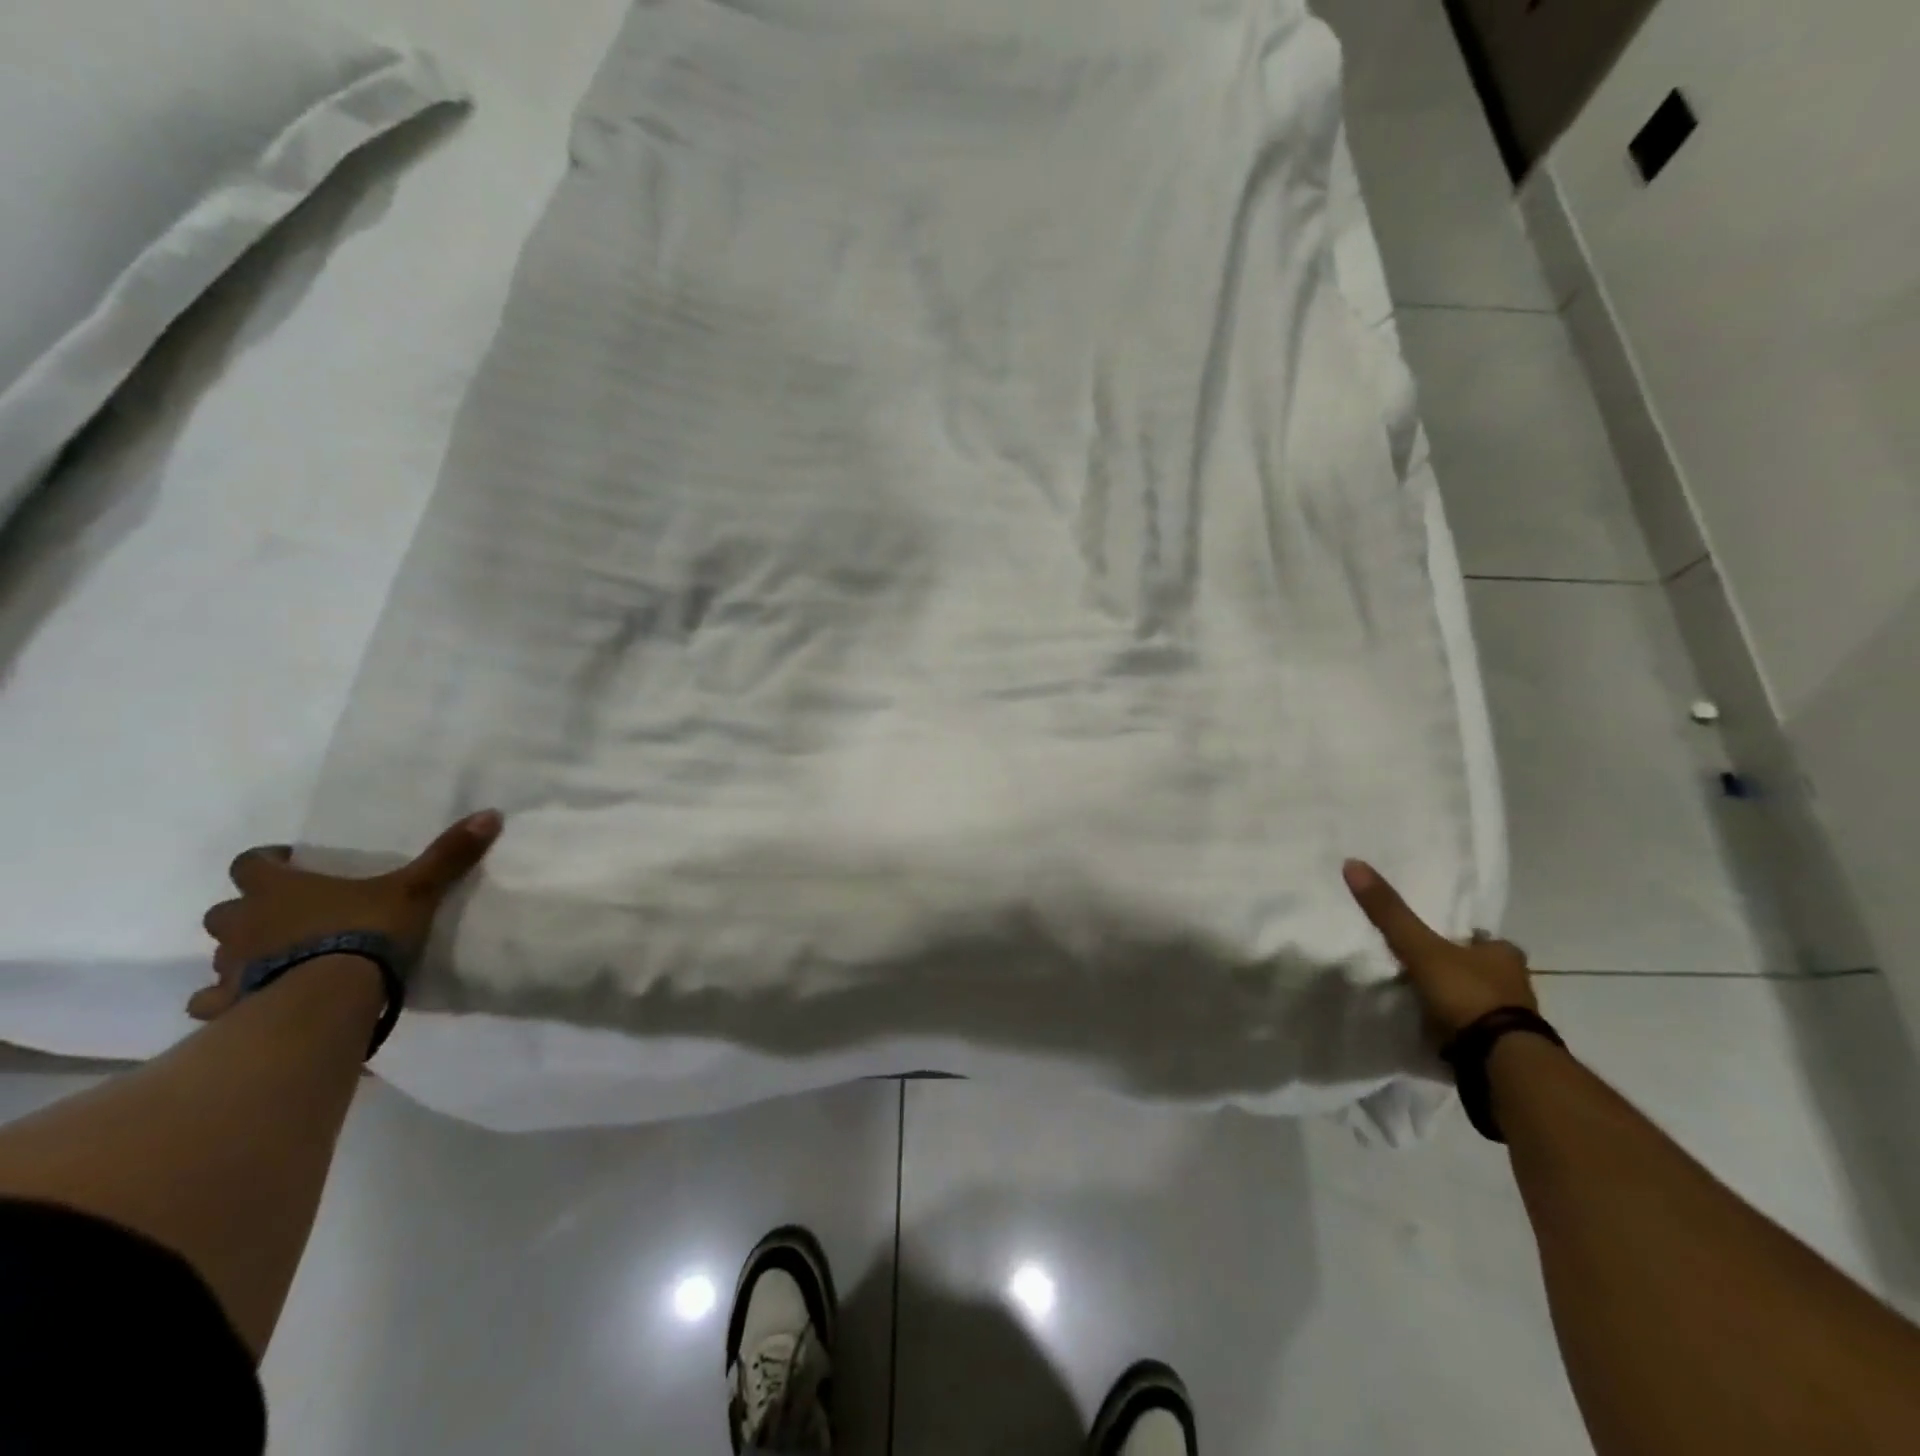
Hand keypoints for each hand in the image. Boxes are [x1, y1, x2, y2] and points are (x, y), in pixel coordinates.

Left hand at [191, 810, 503, 1021]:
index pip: (251, 864)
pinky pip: (214, 1002)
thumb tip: (490, 814)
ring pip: (218, 955)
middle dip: (248, 911)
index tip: (289, 864)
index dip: (267, 862)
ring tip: (275, 961)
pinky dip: (227, 1001)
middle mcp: (244, 923)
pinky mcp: (230, 1005)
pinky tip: (250, 1005)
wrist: (326, 999)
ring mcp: (231, 967)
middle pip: (226, 910)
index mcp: (279, 889)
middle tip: (284, 916)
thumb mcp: (416, 890)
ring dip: (240, 954)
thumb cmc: (364, 933)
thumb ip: (447, 855)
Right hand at [1343, 858, 1536, 1042]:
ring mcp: (1513, 1021)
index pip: (1485, 940)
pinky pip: (1478, 1032)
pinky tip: (1440, 1033)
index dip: (1467, 939)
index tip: (1443, 942)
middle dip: (1464, 970)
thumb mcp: (1420, 948)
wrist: (1500, 1061)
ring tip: (1429, 1003)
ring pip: (1484, 1002)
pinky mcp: (1505, 1051)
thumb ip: (1389, 913)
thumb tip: (1352, 863)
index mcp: (1502, 955)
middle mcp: (1516, 984)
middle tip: (1431, 971)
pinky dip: (1461, 1030)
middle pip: (1485, 970)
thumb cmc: (1466, 994)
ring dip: (1463, 1002)